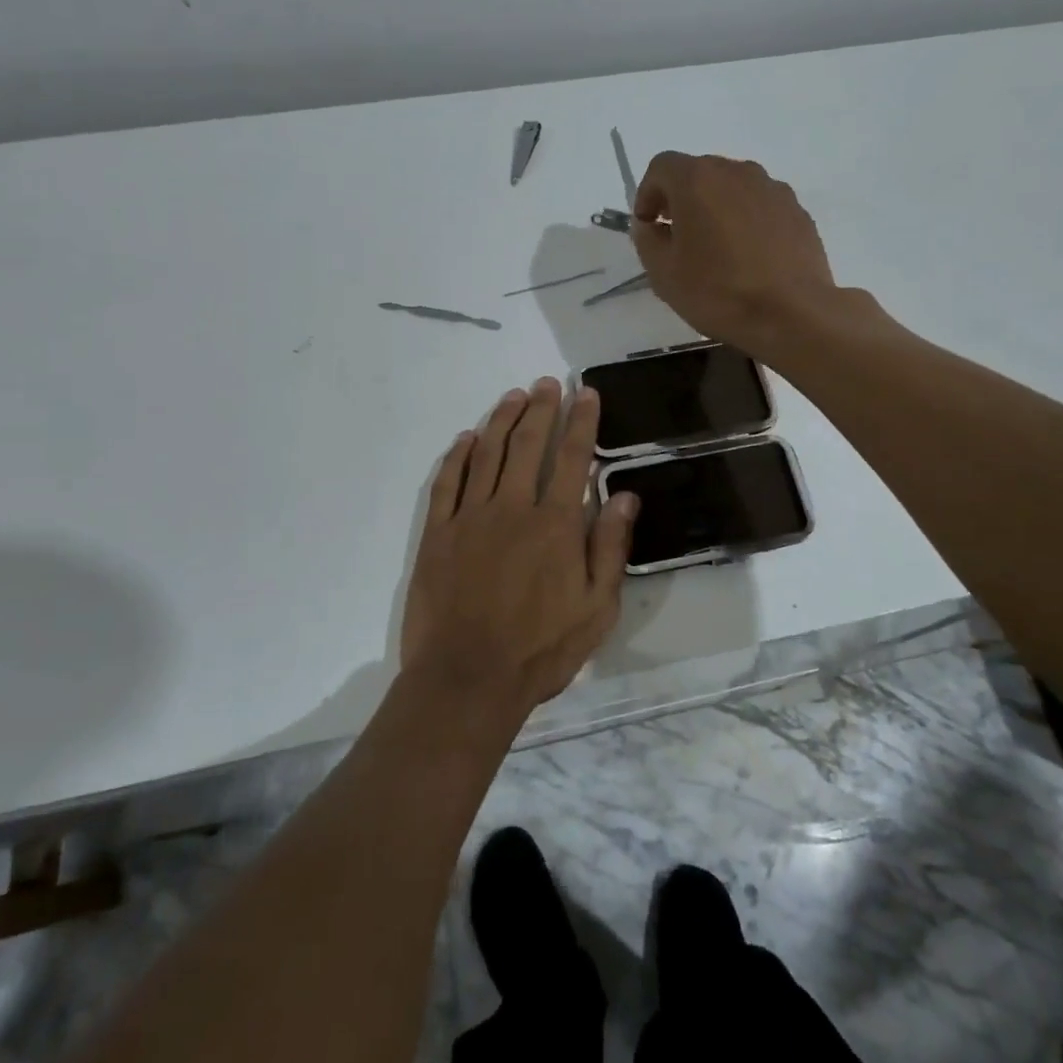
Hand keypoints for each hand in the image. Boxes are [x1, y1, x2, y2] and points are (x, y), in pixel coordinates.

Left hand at [401, 378, 637, 719]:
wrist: (467, 679)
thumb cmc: (540, 649)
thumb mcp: (596, 609)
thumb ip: (610, 548)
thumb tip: (625, 497)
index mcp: (555, 524)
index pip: (573, 458)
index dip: (581, 422)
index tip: (585, 394)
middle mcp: (513, 508)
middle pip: (528, 444)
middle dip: (540, 408)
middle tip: (546, 383)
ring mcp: (470, 517)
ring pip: (487, 454)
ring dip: (501, 420)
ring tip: (513, 395)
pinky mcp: (437, 534)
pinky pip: (447, 482)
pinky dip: (458, 455)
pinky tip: (467, 437)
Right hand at [632, 153, 839, 357]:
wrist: (792, 314)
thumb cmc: (718, 292)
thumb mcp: (663, 273)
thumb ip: (647, 240)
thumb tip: (650, 225)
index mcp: (698, 180)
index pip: (662, 167)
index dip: (647, 194)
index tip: (648, 226)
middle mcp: (737, 172)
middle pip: (700, 173)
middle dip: (682, 200)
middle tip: (677, 239)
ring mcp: (772, 189)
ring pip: (733, 189)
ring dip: (716, 209)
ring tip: (716, 250)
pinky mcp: (797, 211)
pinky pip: (760, 207)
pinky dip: (746, 222)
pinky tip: (748, 258)